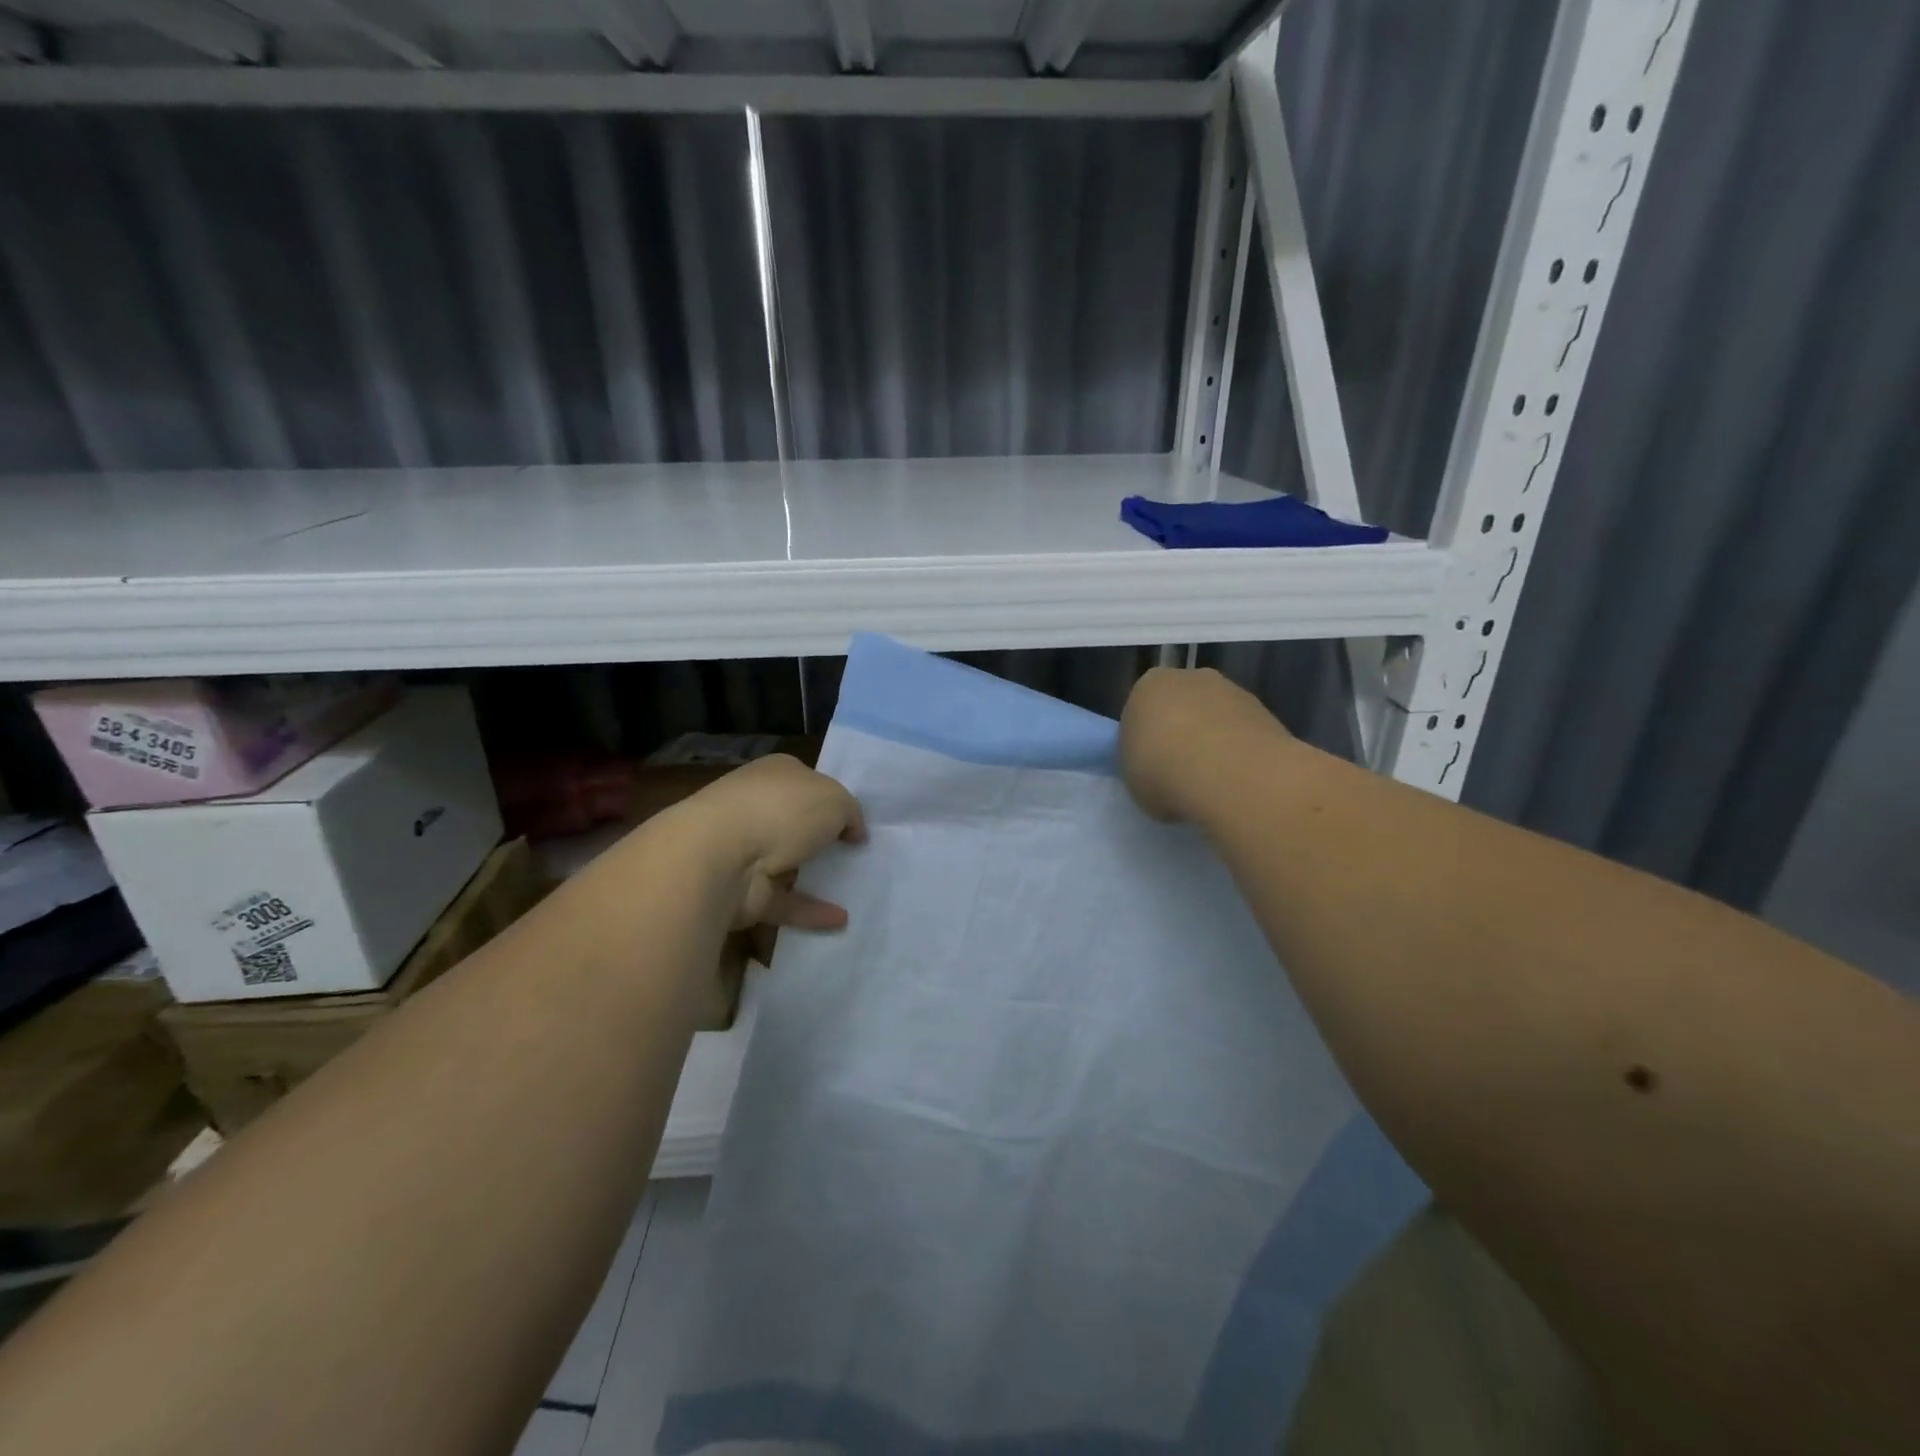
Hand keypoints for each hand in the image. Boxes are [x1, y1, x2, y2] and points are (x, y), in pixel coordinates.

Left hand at [683, 755, 865, 930]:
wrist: (720, 856)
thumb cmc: (782, 810)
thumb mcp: (835, 798)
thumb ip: (850, 813)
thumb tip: (853, 831)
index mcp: (774, 774)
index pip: (807, 781)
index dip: (832, 798)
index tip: (855, 822)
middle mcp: (757, 807)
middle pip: (795, 821)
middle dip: (819, 836)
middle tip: (854, 853)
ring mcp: (746, 850)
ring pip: (787, 862)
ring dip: (812, 875)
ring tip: (852, 887)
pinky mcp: (745, 891)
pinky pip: (785, 901)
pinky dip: (811, 911)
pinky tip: (841, 920)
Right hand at [1120, 667, 1290, 821]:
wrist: (1227, 773)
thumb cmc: (1162, 772)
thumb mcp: (1133, 779)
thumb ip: (1144, 766)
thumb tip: (1162, 773)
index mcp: (1147, 687)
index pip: (1141, 710)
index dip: (1145, 740)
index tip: (1151, 767)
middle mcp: (1189, 678)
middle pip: (1181, 706)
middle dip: (1182, 733)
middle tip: (1181, 772)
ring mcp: (1231, 690)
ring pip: (1215, 717)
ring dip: (1214, 741)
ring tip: (1214, 782)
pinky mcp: (1265, 710)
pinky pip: (1242, 732)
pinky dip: (1240, 752)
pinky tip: (1238, 779)